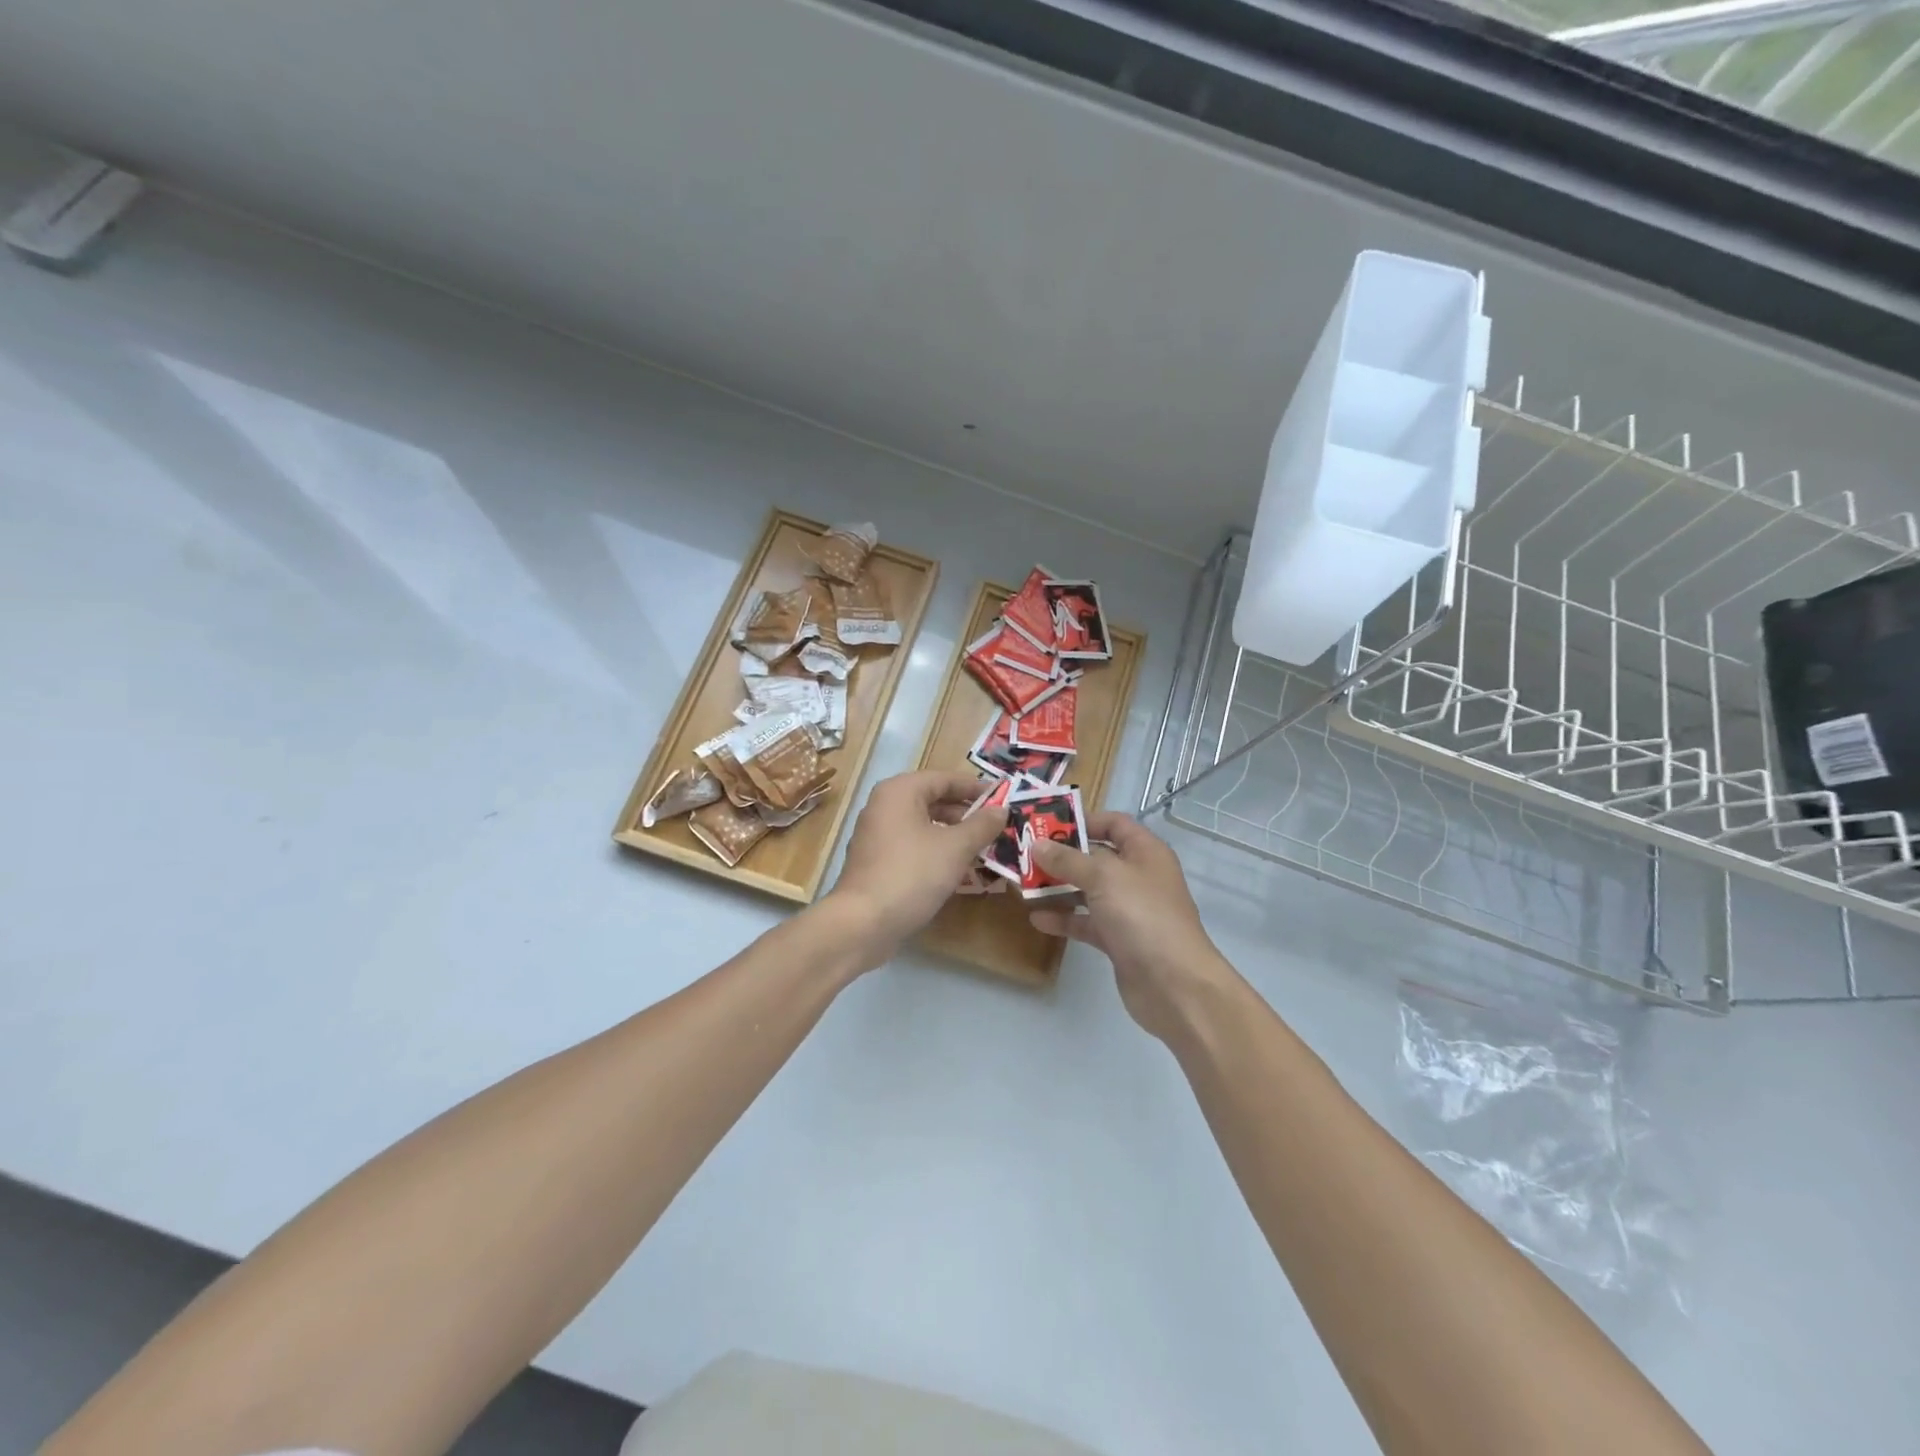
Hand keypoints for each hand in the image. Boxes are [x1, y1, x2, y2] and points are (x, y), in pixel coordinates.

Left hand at [822, 769, 1005, 966]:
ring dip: (953, 834)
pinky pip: (912, 846)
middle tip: (996, 826)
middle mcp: (884, 806)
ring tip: (982, 848)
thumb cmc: (912, 874)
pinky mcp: (876, 861)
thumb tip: (1002, 809)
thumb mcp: (956, 848)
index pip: (945, 778)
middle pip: (933, 800)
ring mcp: (876, 835)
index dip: (976, 788)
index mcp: (900, 791)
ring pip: (923, 825)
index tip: (1003, 799)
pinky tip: (957, 869)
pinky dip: (935, 851)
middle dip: (966, 813)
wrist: (863, 923)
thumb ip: (981, 825)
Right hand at [1028, 813, 1239, 1040]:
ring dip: (1059, 887)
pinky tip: (1037, 919)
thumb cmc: (1142, 915)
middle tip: (1025, 854)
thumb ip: (1068, 859)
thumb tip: (1037, 845)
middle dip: (1062, 856)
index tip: (1047, 824)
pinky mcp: (1119, 940)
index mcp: (1145, 852)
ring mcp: (1129, 910)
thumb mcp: (1103, 877)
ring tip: (1023, 885)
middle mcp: (1138, 876)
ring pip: (1089, 891)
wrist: (1174, 984)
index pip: (1114, 824)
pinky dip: (1065, 919)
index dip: (1083, 821)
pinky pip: (1087, 922)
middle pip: (1097, 857)